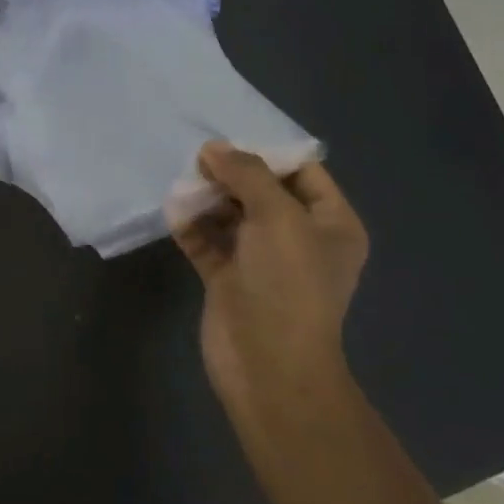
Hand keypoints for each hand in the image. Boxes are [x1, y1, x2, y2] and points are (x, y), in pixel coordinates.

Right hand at [169, 143, 368, 424]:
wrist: (267, 365)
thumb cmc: (287, 283)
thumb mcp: (277, 216)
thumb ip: (246, 174)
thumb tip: (213, 148)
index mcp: (330, 223)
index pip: (303, 172)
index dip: (268, 153)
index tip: (229, 139)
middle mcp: (298, 238)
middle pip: (262, 191)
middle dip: (230, 174)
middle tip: (197, 161)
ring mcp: (261, 260)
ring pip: (231, 215)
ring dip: (206, 198)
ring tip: (182, 182)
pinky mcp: (228, 278)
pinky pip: (208, 241)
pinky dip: (191, 226)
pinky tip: (173, 212)